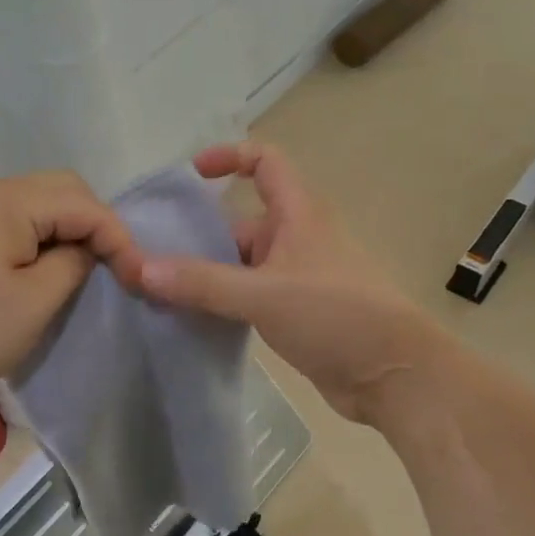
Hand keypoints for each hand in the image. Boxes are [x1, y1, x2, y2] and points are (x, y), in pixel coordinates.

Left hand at [0, 172, 140, 409]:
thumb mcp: (32, 304)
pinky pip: (16, 223)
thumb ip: (73, 265)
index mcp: (12, 201)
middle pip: (63, 191)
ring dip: (68, 232)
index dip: (119, 239)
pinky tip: (43, 272)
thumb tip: (86, 249)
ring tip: (85, 272)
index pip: (86, 204)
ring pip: (39, 206)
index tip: (138, 280)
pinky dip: (41, 241)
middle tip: (112, 269)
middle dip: (96, 226)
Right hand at [138, 143, 434, 424]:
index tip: (193, 175)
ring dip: (207, 275)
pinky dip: (221, 302)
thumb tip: (139, 268)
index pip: (265, 162)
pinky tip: (190, 319)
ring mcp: (297, 278)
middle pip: (240, 223)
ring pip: (242, 265)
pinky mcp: (296, 314)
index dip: (230, 157)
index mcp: (298, 215)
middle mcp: (297, 239)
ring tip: (159, 291)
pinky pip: (249, 297)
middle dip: (199, 236)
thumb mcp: (263, 294)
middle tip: (151, 255)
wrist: (395, 377)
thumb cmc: (336, 316)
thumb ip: (202, 282)